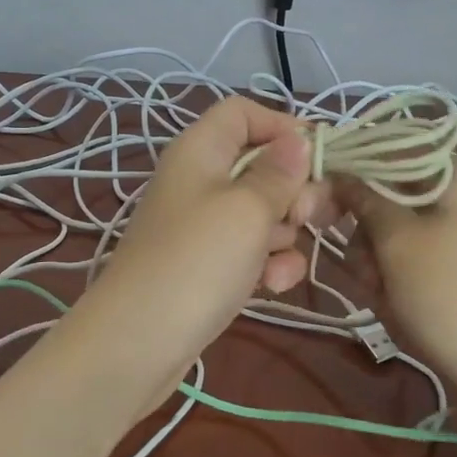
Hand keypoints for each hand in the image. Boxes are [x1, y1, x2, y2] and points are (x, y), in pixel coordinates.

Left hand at [68, 96, 332, 393]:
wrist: (138, 344)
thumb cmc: (196, 261)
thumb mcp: (247, 209)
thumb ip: (279, 173)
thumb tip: (298, 138)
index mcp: (200, 150)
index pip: (243, 112)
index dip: (283, 126)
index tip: (318, 157)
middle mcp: (200, 180)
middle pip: (261, 164)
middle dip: (294, 190)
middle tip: (305, 216)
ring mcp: (204, 225)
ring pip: (263, 211)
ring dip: (285, 235)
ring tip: (280, 261)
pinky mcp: (209, 264)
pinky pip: (251, 250)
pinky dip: (268, 264)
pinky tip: (273, 286)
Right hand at [338, 159, 456, 399]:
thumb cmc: (451, 296)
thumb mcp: (396, 242)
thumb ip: (364, 199)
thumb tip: (340, 173)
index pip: (396, 154)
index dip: (355, 175)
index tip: (326, 207)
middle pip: (403, 196)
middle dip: (372, 232)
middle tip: (363, 270)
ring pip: (414, 232)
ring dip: (387, 262)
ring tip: (384, 299)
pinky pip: (435, 260)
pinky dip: (411, 279)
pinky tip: (402, 309)